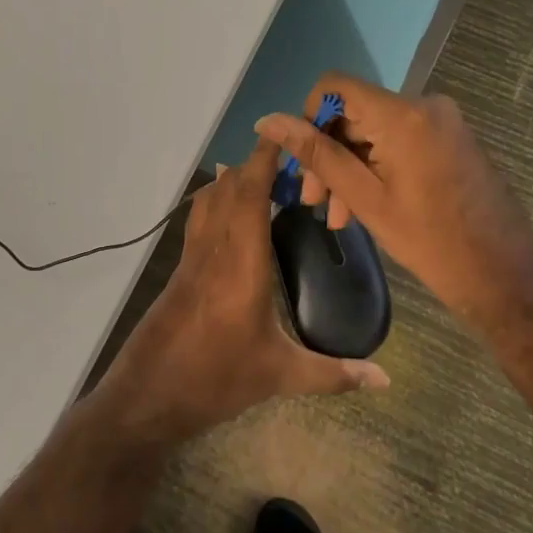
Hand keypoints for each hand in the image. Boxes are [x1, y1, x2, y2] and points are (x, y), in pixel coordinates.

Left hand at [97, 138, 388, 445]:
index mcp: (241, 265)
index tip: (281, 137)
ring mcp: (191, 260)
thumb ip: (333, 374)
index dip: (263, 163)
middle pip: (227, 192)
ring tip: (254, 173)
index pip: (249, 197)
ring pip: (207, 204)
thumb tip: (385, 379)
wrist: (148, 395)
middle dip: (252, 167)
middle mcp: (214, 251)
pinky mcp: (178, 273)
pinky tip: (224, 215)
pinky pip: (198, 223)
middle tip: (283, 155)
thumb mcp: (278, 376)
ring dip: (230, 182)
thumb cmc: (215, 379)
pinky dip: (213, 204)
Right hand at [255, 74, 532, 331]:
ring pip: (374, 131)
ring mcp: (442, 121)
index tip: (304, 163)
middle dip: (328, 154)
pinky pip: (398, 141)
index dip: (309, 118)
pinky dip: (375, 167)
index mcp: (403, 114)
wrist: (504, 273)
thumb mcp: (365, 197)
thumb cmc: (430, 240)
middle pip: (355, 113)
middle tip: (314, 201)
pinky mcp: (450, 138)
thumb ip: (317, 154)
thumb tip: (269, 120)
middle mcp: (424, 105)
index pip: (335, 87)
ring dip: (349, 167)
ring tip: (336, 215)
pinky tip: (362, 207)